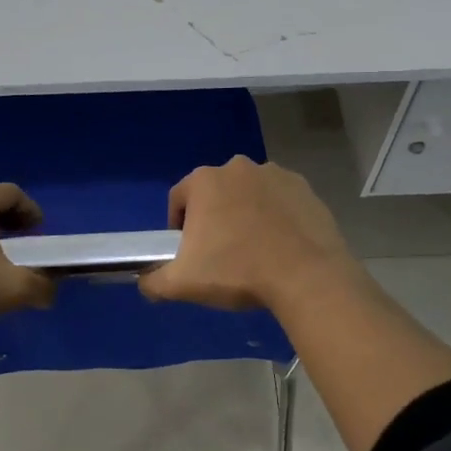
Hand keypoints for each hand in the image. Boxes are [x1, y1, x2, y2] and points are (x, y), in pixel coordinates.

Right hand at [139, 156, 358, 313]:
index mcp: (204, 181)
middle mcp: (237, 167)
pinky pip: (279, 200)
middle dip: (214, 218)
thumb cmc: (237, 272)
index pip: (178, 199)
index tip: (189, 253)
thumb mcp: (183, 283)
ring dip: (245, 214)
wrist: (307, 277)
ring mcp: (274, 174)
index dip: (178, 227)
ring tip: (254, 251)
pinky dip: (276, 216)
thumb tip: (144, 282)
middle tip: (221, 254)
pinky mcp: (304, 187)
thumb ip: (153, 281)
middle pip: (215, 194)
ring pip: (248, 194)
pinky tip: (281, 245)